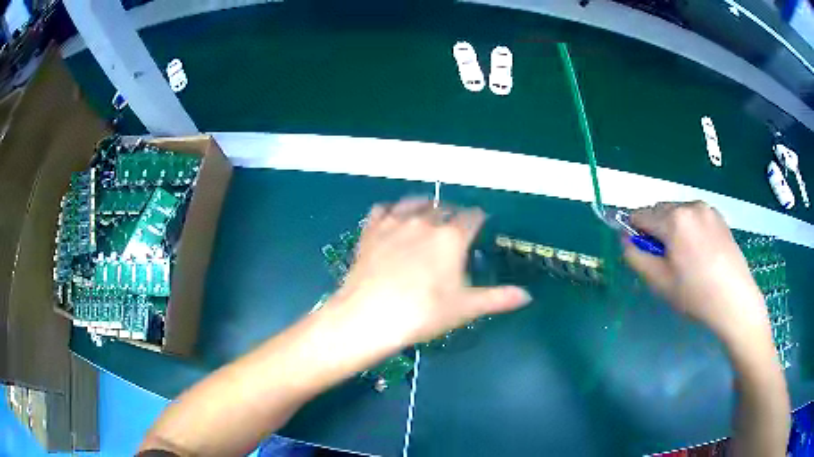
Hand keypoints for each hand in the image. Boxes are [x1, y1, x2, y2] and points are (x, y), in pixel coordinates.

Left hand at [331, 197, 530, 348]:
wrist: (369, 316)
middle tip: (454, 226)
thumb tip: (527, 296)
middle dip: (453, 214)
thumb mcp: (465, 308)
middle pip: (444, 208)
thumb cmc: (423, 313)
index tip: (480, 223)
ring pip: (414, 203)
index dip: (479, 219)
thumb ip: (498, 298)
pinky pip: (383, 209)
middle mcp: (425, 222)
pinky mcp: (371, 231)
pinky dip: (391, 210)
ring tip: (427, 213)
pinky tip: (391, 217)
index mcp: (452, 237)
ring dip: (424, 205)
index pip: (472, 217)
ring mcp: (394, 223)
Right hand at [622, 201, 769, 344]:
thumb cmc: (695, 294)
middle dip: (655, 230)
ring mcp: (707, 208)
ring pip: (677, 212)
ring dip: (672, 228)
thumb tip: (625, 238)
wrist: (734, 300)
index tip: (643, 253)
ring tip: (685, 257)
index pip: (640, 215)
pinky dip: (689, 228)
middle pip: (659, 210)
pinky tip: (699, 252)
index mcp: (673, 219)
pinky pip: (694, 216)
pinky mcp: (719, 216)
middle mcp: (689, 205)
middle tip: (665, 260)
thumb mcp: (658, 281)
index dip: (635, 232)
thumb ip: (635, 256)